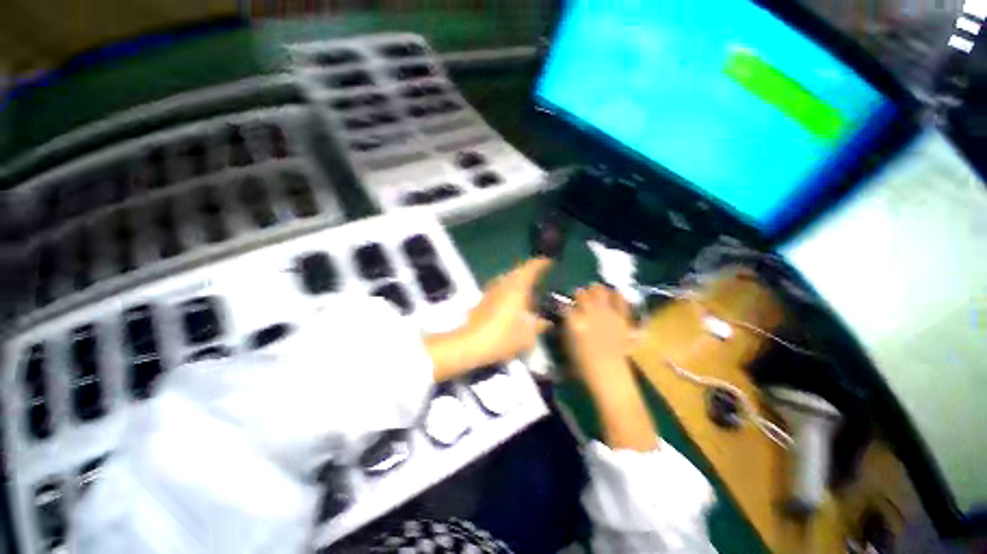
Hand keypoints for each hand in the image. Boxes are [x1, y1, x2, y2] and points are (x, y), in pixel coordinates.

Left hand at [426, 258, 551, 381]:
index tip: (549, 261)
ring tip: (528, 293)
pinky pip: (500, 290)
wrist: (470, 344)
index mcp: (517, 287)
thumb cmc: (502, 336)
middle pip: (517, 271)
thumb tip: (546, 322)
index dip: (541, 263)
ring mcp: (491, 291)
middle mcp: (503, 284)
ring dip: (517, 283)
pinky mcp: (482, 300)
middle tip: (539, 279)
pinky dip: (508, 292)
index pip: (530, 268)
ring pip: (507, 280)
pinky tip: (512, 305)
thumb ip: (539, 326)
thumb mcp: (527, 336)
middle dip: (529, 273)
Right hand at [563, 284, 636, 391]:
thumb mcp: (567, 344)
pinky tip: (613, 294)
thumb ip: (567, 325)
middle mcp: (590, 314)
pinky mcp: (622, 318)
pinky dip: (616, 295)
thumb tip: (567, 312)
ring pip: (599, 291)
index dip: (563, 303)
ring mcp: (608, 314)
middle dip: (579, 294)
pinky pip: (620, 300)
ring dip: (595, 290)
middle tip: (579, 297)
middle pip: (581, 293)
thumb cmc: (584, 364)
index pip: (565, 304)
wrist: (610, 376)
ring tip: (595, 292)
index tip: (564, 305)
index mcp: (575, 322)